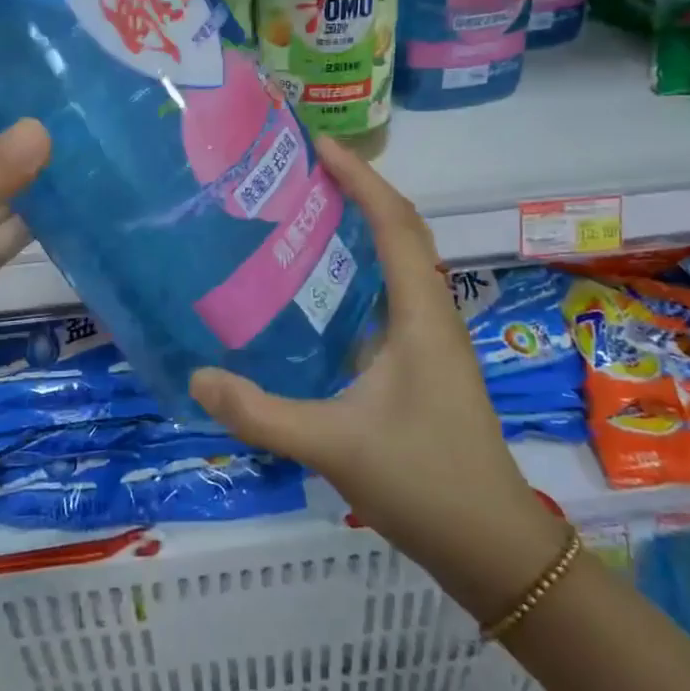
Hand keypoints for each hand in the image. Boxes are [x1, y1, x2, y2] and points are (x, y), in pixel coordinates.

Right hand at [190, 137, 567, 618]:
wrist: (492, 546)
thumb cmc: (424, 482)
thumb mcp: (333, 446)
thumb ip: (262, 415)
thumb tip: (197, 378)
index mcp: (420, 314)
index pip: (394, 223)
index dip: (360, 177)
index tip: (319, 144)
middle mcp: (431, 311)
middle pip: (402, 229)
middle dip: (359, 188)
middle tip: (303, 169)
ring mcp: (432, 336)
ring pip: (401, 259)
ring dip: (364, 223)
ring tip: (307, 209)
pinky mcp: (424, 359)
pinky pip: (393, 290)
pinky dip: (363, 265)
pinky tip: (319, 284)